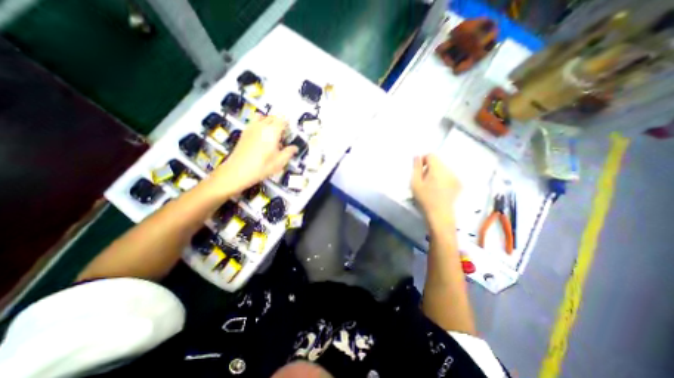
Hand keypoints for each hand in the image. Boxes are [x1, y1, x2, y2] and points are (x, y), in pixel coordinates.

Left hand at [209, 114, 296, 197]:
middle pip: (273, 117)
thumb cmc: (261, 167)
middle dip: (280, 123)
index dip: (288, 124)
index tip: (291, 131)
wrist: (237, 171)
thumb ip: (289, 152)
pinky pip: (254, 122)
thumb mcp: (279, 162)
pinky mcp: (244, 132)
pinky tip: (262, 137)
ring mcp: (251, 128)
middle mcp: (261, 126)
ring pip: (262, 117)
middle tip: (284, 134)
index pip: (282, 120)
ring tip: (273, 133)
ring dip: (269, 122)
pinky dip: (260, 125)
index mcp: (272, 131)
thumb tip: (295, 148)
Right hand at [411, 153, 463, 225]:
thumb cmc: (424, 199)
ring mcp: (456, 177)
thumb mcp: (415, 183)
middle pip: (438, 162)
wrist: (440, 215)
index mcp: (438, 169)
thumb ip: (416, 167)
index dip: (423, 160)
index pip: (431, 155)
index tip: (419, 170)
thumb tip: (417, 156)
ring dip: (436, 173)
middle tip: (423, 180)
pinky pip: (449, 175)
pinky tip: (439, 189)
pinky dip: (443, 178)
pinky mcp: (459, 184)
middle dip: (429, 167)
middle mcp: (449, 170)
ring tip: (431, 185)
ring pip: (444, 168)